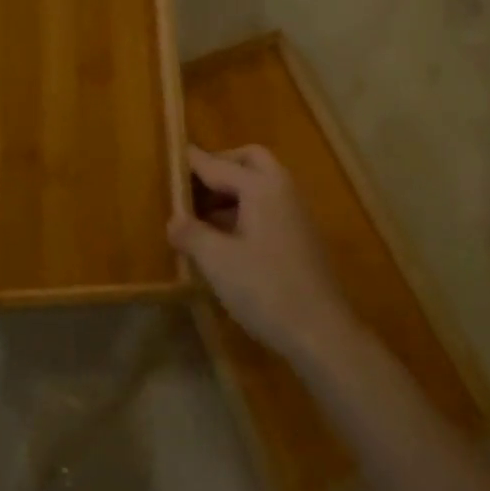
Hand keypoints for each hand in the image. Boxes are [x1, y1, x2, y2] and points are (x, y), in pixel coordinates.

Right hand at [167, 145, 355, 364]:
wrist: (321, 332)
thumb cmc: (266, 289)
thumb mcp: (217, 261)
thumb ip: (191, 233)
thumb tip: (173, 219)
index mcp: (261, 187)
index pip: (218, 165)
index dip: (191, 163)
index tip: (167, 158)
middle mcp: (282, 190)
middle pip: (249, 161)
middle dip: (219, 166)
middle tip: (190, 186)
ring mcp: (295, 213)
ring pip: (260, 184)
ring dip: (231, 190)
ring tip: (199, 215)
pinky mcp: (300, 237)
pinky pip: (268, 206)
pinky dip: (244, 209)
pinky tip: (224, 238)